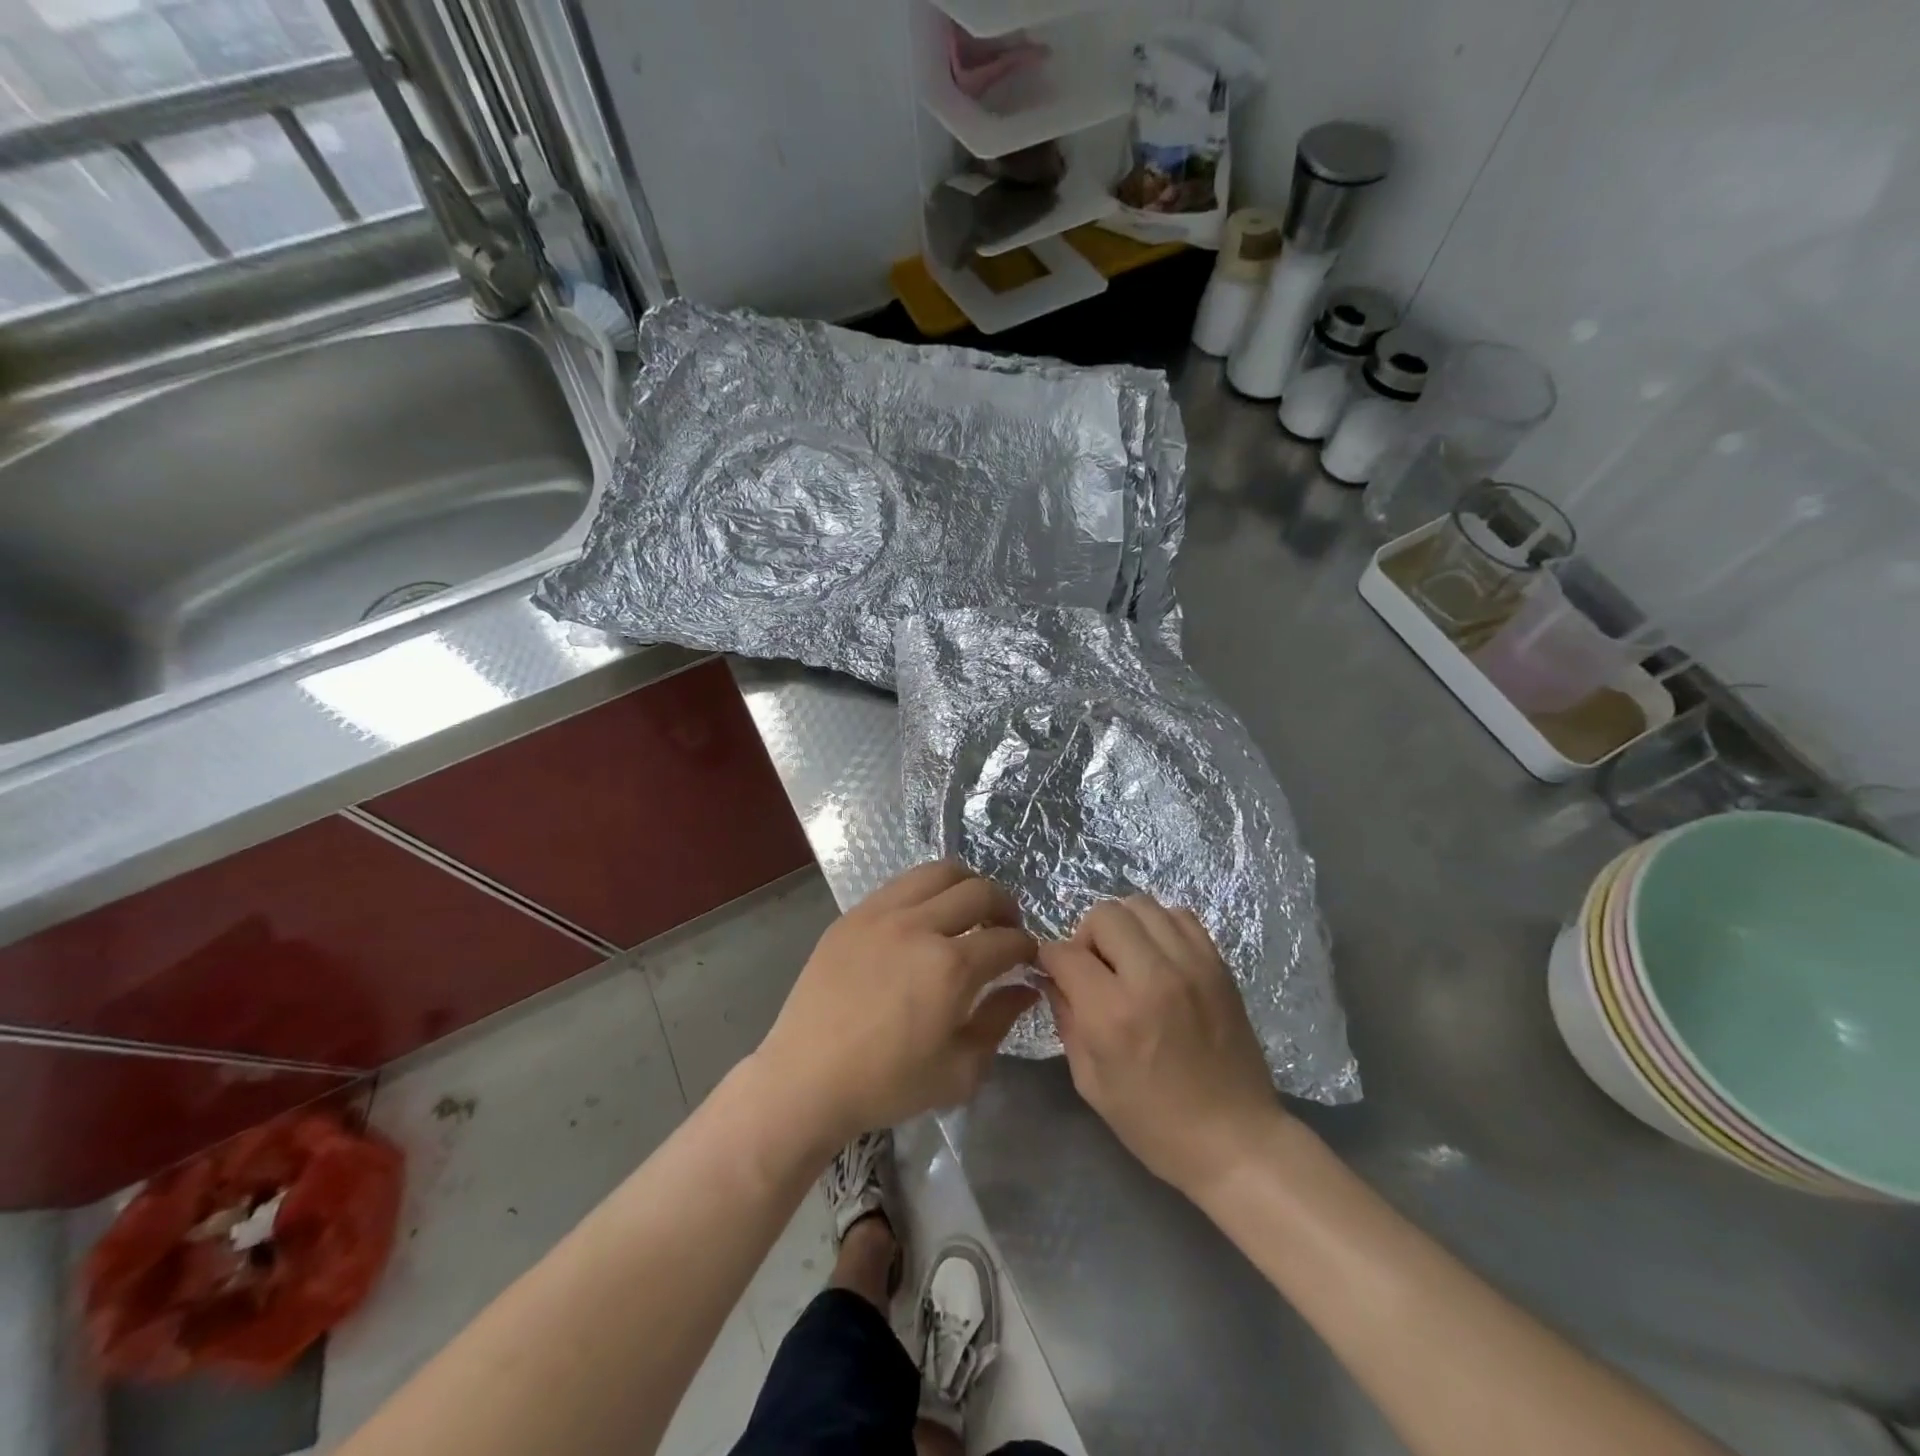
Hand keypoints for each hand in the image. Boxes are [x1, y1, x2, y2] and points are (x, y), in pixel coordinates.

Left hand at [755, 861, 1037, 1145]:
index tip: (1027, 958)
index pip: (1007, 939)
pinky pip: (900, 884)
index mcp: (950, 967)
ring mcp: (881, 913)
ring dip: (965, 886)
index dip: (1027, 947)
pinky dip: (925, 891)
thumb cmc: (887, 1084)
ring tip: (967, 911)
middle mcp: (919, 926)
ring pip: (938, 872)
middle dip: (1005, 906)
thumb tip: (1025, 988)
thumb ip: (999, 1021)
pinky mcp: (853, 914)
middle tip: (1005, 928)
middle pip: (979, 890)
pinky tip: (924, 918)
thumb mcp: (960, 1070)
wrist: (806, 1079)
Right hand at [1038, 896, 1281, 1199]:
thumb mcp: (1091, 1082)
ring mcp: (1191, 966)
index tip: (1053, 971)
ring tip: (1127, 959)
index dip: (1050, 959)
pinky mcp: (1218, 965)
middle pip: (1104, 914)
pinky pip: (1180, 916)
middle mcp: (1151, 977)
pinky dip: (1160, 927)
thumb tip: (1053, 978)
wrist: (1236, 1140)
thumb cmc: (1154, 1124)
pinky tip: (1159, 957)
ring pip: (1142, 905)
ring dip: (1124, 926)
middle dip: (1086, 936)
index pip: (1065, 953)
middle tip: (1094, 968)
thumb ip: (1066, 1019)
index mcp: (1113, 1014)